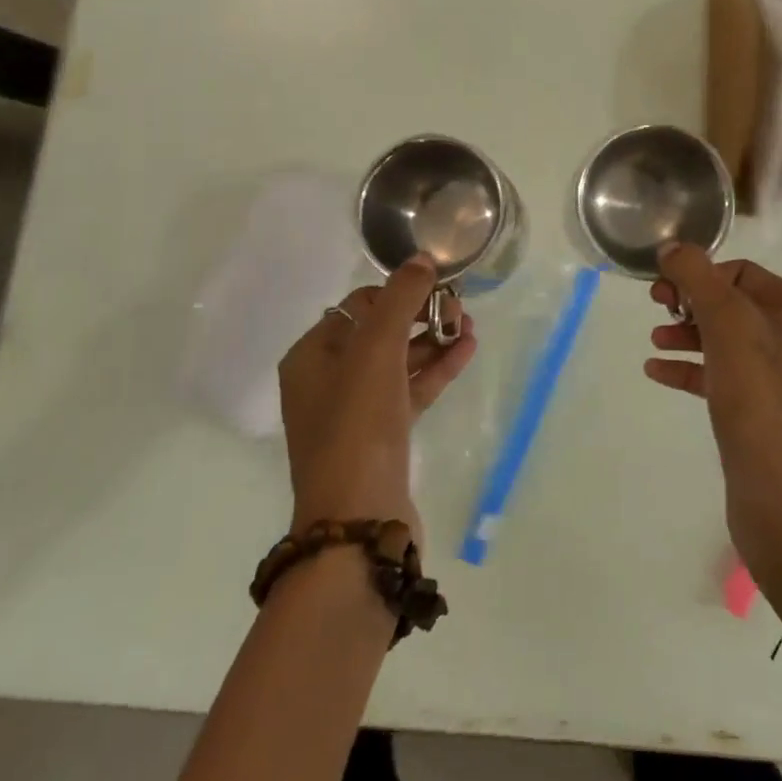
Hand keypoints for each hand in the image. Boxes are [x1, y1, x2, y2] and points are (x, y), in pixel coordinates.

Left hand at [278, 255, 477, 542]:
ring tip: (471, 326)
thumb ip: (400, 299)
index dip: (397, 293)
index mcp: (311, 356)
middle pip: (380, 332)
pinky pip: (412, 390)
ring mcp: (356, 412)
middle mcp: (328, 381)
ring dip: (434, 341)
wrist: (360, 521)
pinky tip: (467, 350)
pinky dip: (437, 370)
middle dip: (421, 315)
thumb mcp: (376, 351)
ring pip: (399, 362)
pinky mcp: (383, 437)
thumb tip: (422, 259)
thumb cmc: (358, 425)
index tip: (434, 288)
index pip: (357, 307)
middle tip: (459, 308)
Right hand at [648, 244, 781, 623]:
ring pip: (729, 342)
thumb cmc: (762, 406)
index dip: (699, 275)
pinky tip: (658, 372)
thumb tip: (673, 247)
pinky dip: (693, 369)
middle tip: (657, 310)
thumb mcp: (729, 329)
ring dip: (689, 335)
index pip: (742, 273)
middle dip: (692, 304)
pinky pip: (726, 378)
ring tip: (654, 342)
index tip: (663, 293)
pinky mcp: (769, 417)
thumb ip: (699, 280)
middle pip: (735, 305)